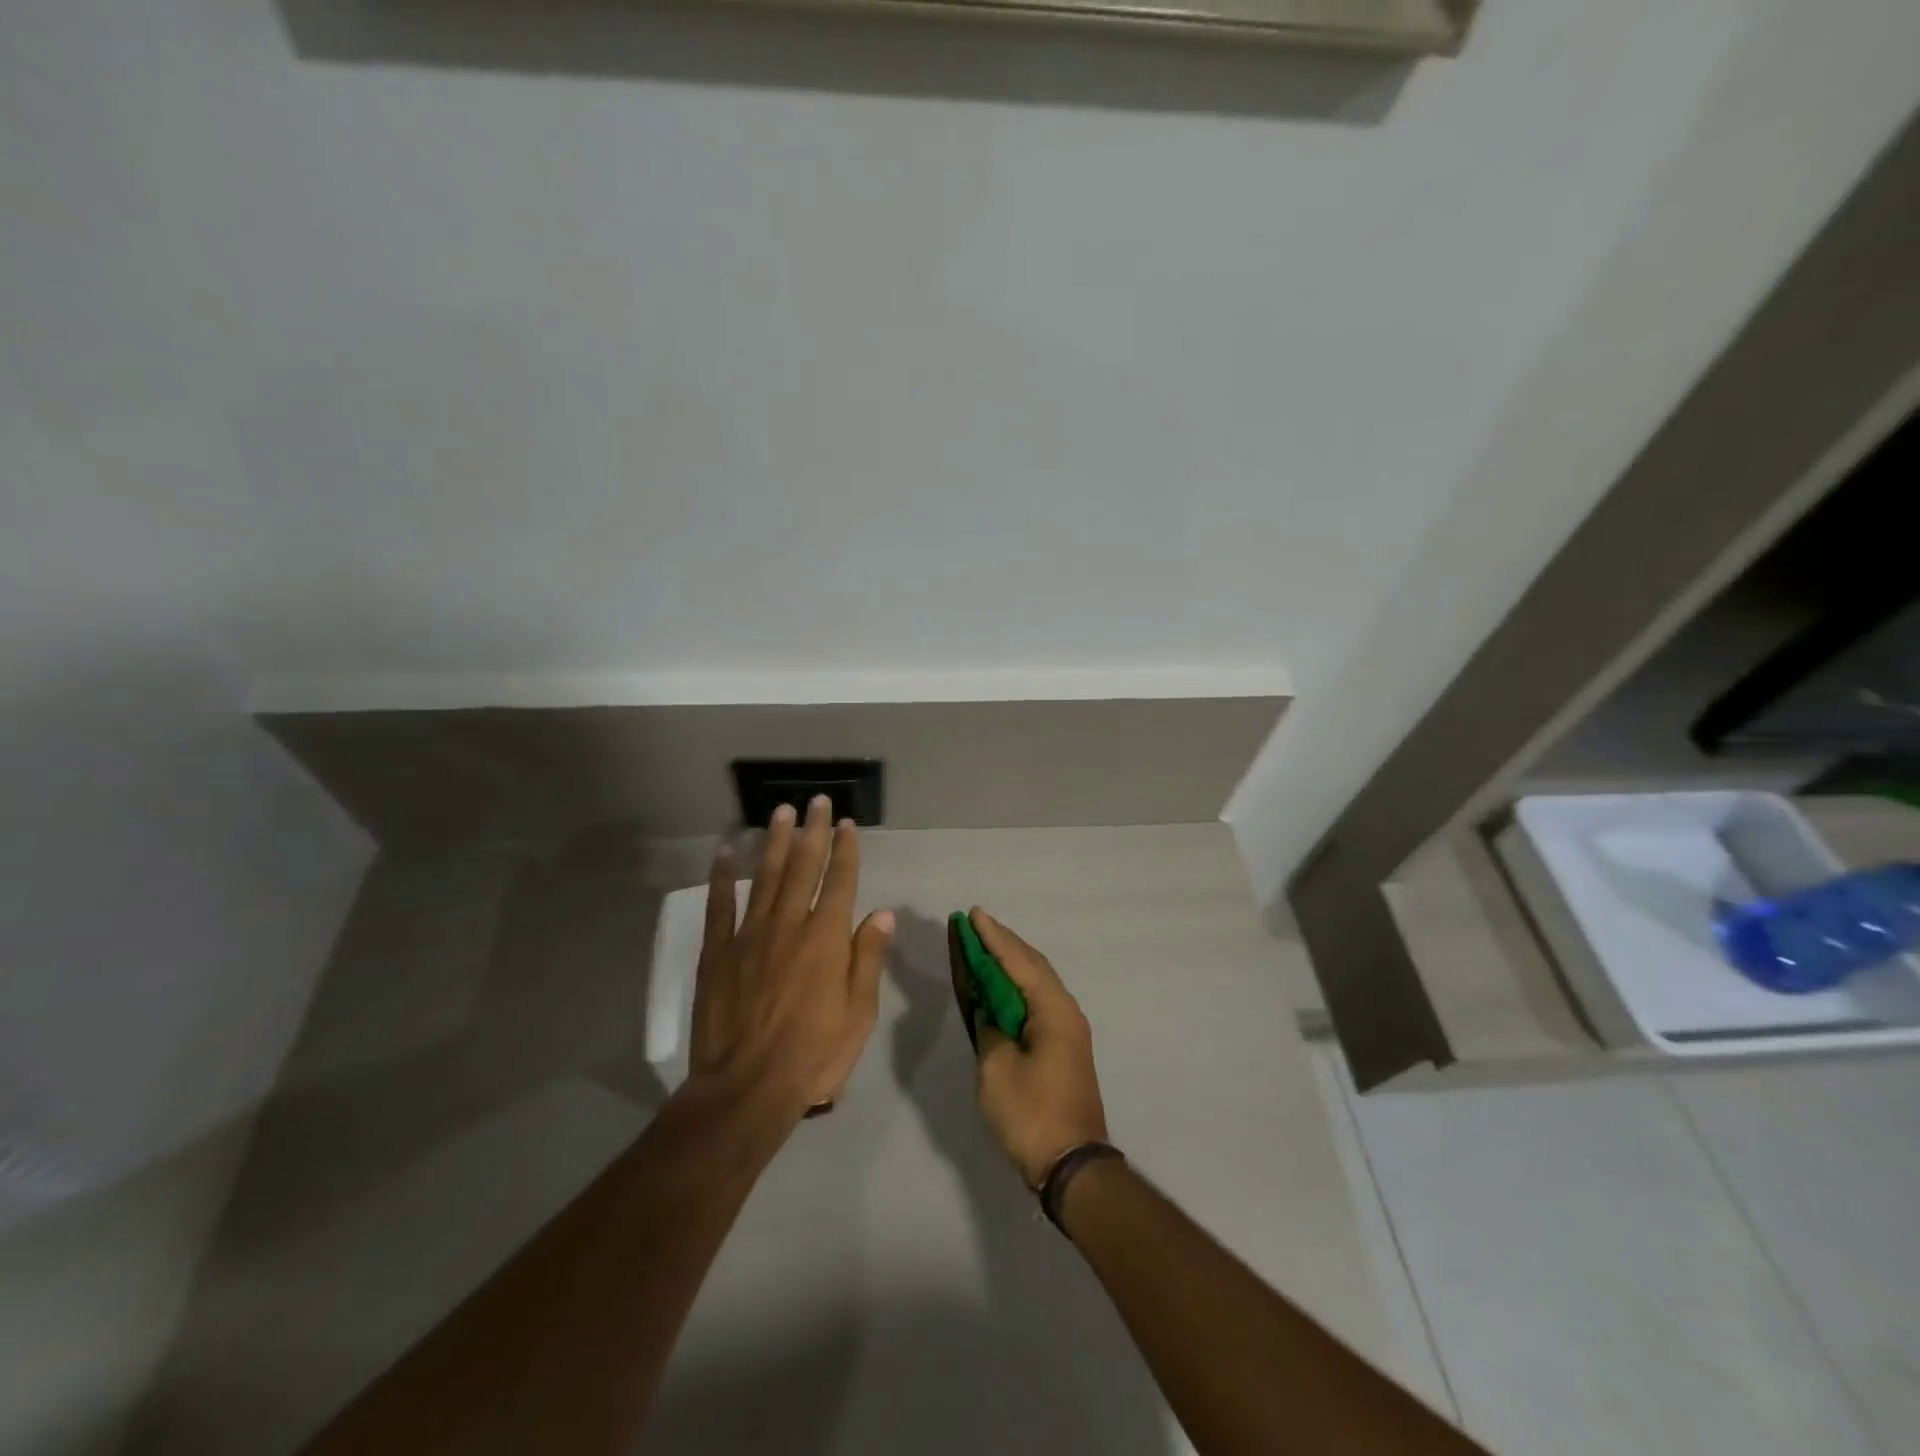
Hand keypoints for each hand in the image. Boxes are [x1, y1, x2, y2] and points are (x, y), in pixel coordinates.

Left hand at [689, 797, 893, 1120]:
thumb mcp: (859, 1013)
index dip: (846, 850)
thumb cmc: (814, 1055)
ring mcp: (750, 936)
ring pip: (765, 877)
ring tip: (780, 812)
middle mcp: (790, 925)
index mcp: (827, 939)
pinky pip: (720, 907)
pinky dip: (722, 878)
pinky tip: (725, 853)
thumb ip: (868, 958)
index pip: (840, 882)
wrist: (746, 1089)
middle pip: (803, 868)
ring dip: (774, 842)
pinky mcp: (718, 953)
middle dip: (812, 832)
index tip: (848, 824)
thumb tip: (883, 913)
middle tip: (816, 801)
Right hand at [968, 908, 1109, 1185]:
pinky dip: (1016, 986)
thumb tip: (988, 1008)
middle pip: (1032, 965)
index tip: (973, 914)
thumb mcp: (997, 1068)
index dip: (993, 937)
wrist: (1072, 1166)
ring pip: (1036, 982)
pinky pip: (1037, 1001)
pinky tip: (1000, 986)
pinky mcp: (1063, 1046)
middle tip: (975, 924)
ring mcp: (1068, 1029)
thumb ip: (989, 1027)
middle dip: (1003, 943)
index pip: (1018, 961)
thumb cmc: (1031, 1114)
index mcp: (1053, 1010)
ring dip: (1010, 963)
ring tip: (984, 945)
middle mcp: (1066, 1010)